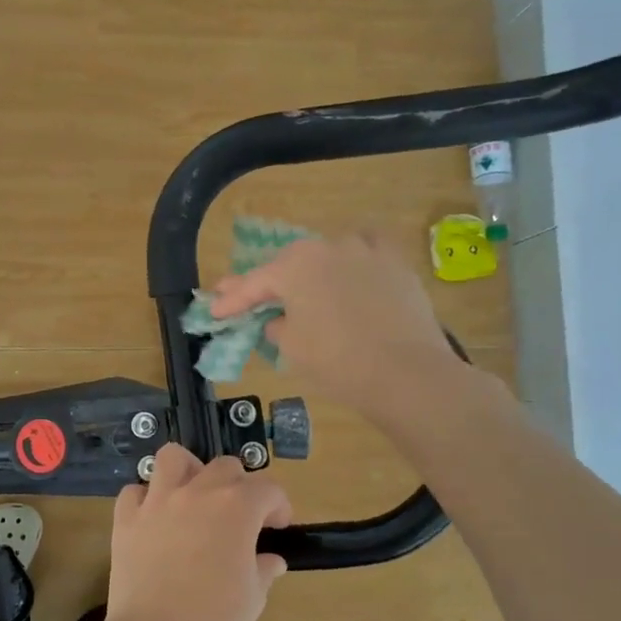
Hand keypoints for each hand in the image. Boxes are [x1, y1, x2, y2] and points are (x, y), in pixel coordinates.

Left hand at [103, 444, 291, 620]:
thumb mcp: (253, 598)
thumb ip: (263, 569)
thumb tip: (270, 561)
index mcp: (237, 508)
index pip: (268, 488)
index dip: (278, 506)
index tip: (277, 527)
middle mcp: (197, 493)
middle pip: (225, 467)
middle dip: (239, 487)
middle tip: (239, 518)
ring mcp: (157, 502)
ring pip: (174, 458)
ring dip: (189, 471)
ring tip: (194, 496)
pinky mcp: (126, 519)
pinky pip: (135, 491)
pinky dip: (146, 498)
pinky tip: (155, 519)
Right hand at [206, 233, 468, 423]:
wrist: (406, 373)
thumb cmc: (337, 361)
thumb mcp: (292, 347)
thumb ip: (277, 325)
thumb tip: (280, 319)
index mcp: (295, 266)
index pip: (254, 283)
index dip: (232, 300)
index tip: (214, 310)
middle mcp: (328, 246)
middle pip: (290, 264)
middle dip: (270, 281)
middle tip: (250, 296)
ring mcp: (366, 251)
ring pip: (329, 254)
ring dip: (312, 269)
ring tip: (303, 284)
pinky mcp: (397, 264)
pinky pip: (369, 252)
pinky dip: (355, 259)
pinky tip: (352, 268)